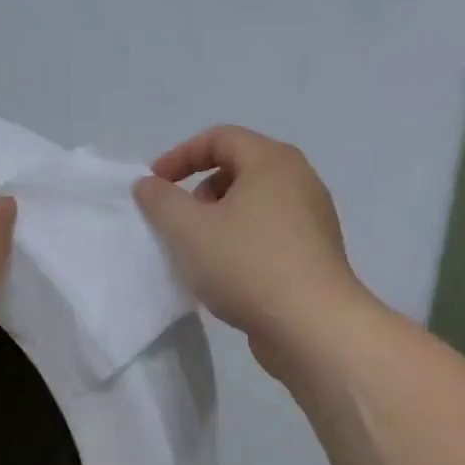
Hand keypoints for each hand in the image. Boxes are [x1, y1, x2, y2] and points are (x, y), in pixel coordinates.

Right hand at [134, 126, 369, 376]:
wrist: (313, 327)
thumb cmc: (247, 265)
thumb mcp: (188, 230)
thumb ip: (160, 200)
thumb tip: (149, 184)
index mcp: (272, 161)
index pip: (220, 138)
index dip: (180, 156)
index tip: (154, 185)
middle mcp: (299, 180)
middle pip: (239, 169)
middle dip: (200, 190)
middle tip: (179, 222)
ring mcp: (313, 218)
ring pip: (255, 204)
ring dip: (220, 220)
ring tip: (200, 253)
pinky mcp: (316, 253)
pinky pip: (270, 233)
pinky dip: (242, 242)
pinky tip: (227, 276)